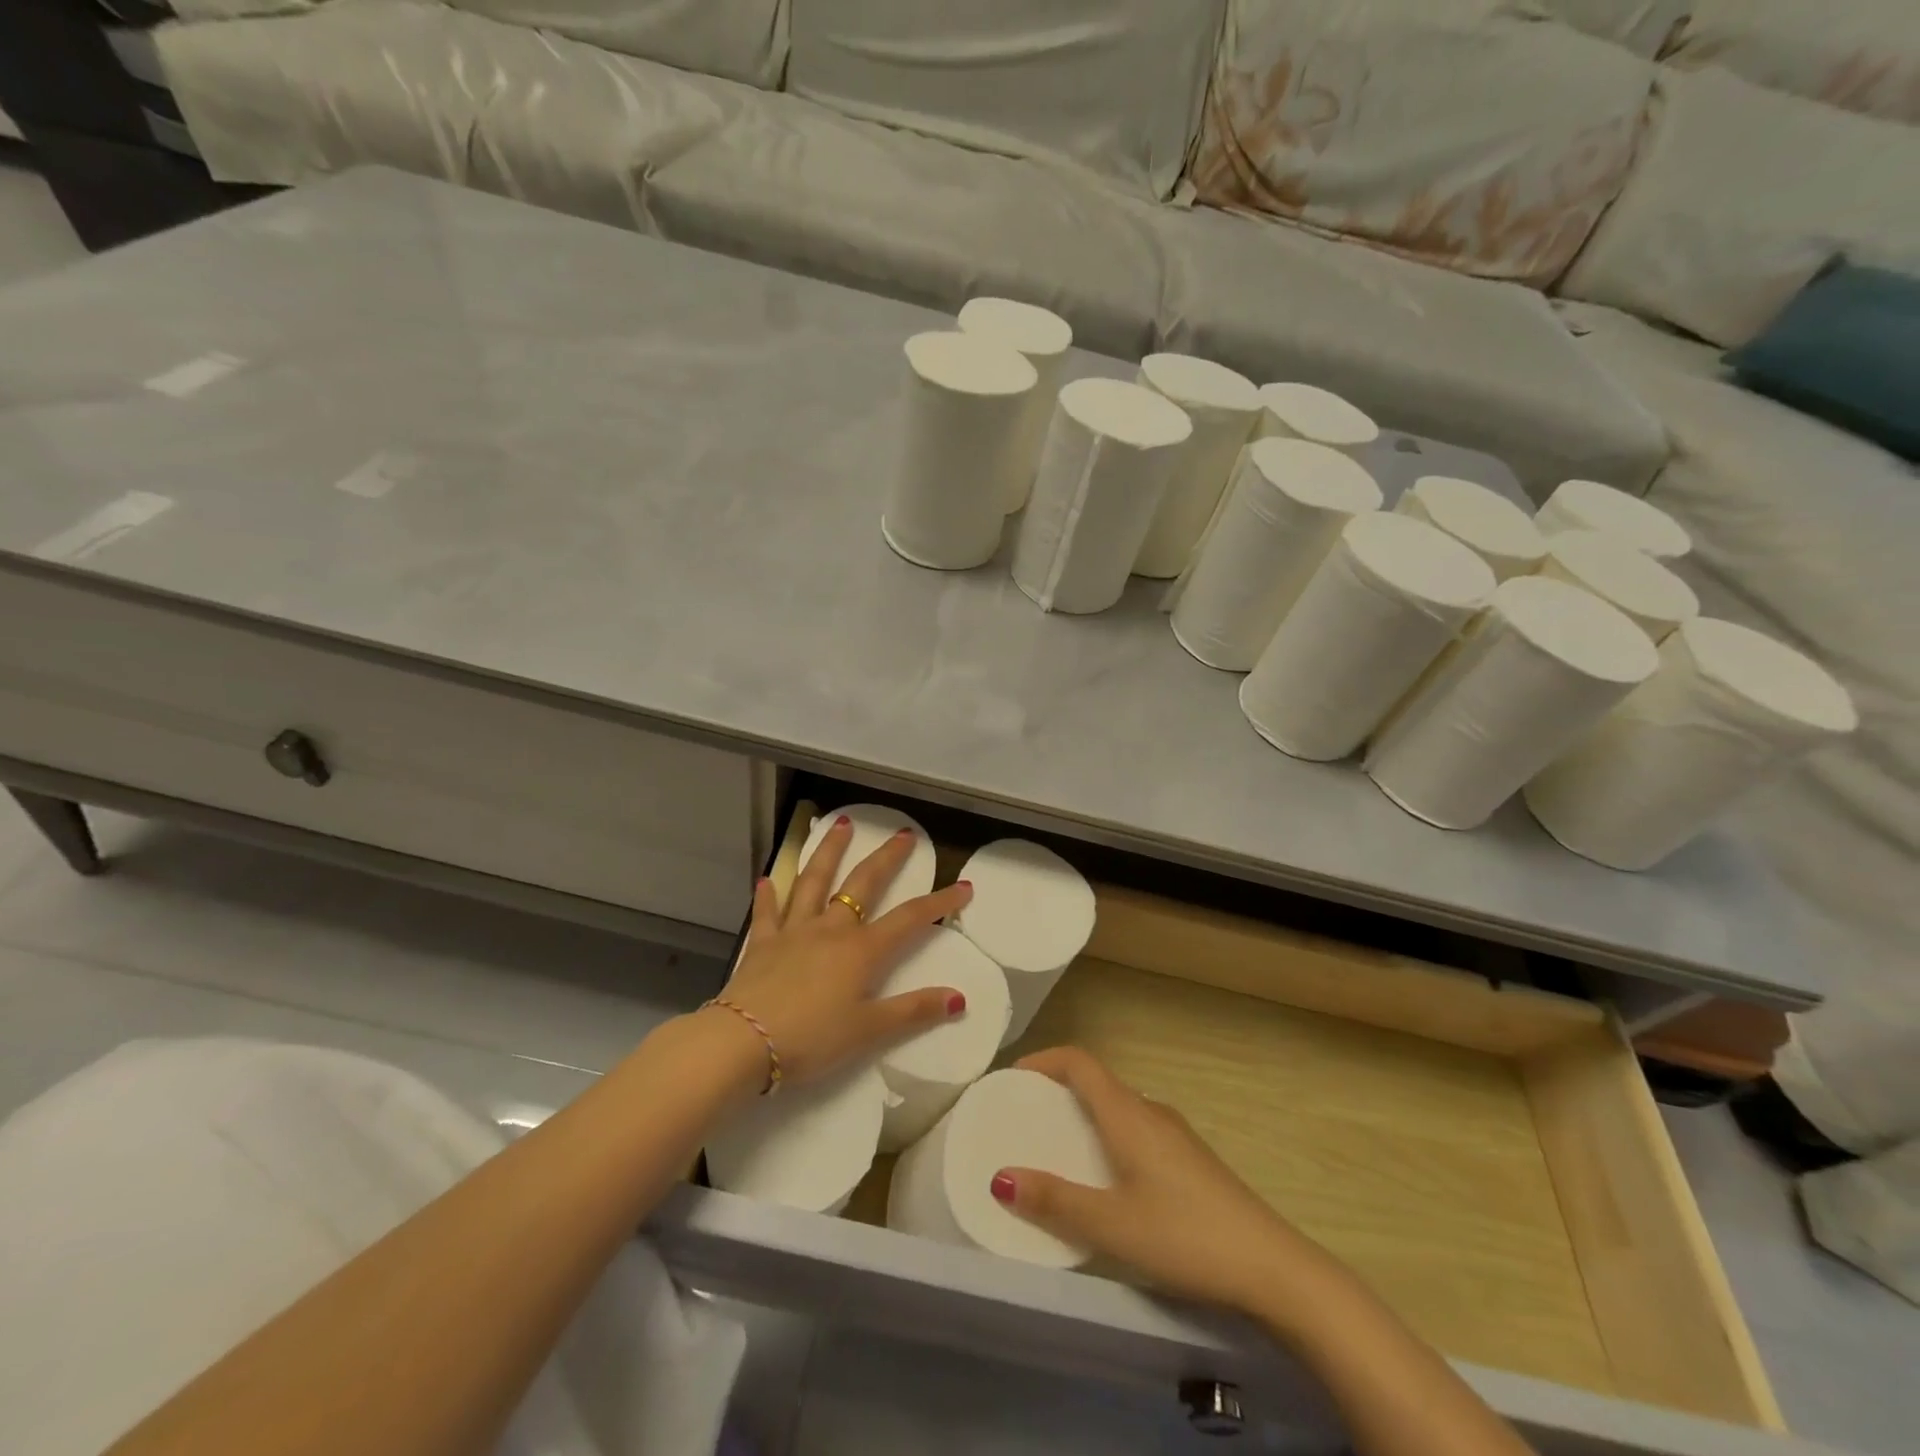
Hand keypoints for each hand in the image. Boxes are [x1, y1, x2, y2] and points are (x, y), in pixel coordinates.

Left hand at [716, 815, 973, 1087]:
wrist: (743, 1042)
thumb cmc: (812, 1039)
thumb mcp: (869, 1030)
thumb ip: (913, 1011)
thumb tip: (959, 998)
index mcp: (861, 950)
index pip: (910, 919)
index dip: (939, 902)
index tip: (963, 885)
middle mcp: (830, 929)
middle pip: (862, 884)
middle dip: (886, 858)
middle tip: (902, 833)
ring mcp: (793, 931)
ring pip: (814, 882)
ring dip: (829, 852)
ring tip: (841, 825)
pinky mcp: (762, 943)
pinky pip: (767, 912)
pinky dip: (769, 894)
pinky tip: (768, 879)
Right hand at [991, 1047, 1324, 1314]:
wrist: (1272, 1267)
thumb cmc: (1185, 1236)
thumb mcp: (1111, 1224)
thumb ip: (1055, 1200)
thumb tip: (999, 1177)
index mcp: (1128, 1113)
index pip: (1079, 1061)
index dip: (1043, 1060)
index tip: (1012, 1078)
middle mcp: (1151, 1111)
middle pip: (1096, 1082)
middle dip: (1057, 1091)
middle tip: (1023, 1118)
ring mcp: (1175, 1135)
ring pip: (1118, 1108)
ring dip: (1083, 1116)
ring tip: (1056, 1150)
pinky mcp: (1190, 1160)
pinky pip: (1135, 1130)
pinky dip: (1107, 1137)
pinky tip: (1105, 1181)